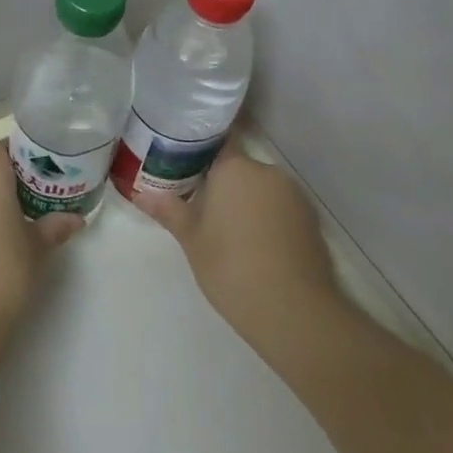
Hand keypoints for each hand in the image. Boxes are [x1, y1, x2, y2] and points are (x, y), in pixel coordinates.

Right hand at [134, 150, 345, 349]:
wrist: (292, 309)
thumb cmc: (231, 266)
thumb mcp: (191, 239)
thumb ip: (169, 210)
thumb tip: (141, 194)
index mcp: (234, 168)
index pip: (217, 143)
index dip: (200, 153)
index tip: (186, 167)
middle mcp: (266, 171)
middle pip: (239, 169)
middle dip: (223, 185)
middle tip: (203, 210)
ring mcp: (293, 195)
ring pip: (261, 190)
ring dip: (247, 203)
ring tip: (230, 234)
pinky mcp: (310, 219)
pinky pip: (281, 209)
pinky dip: (268, 220)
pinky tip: (257, 248)